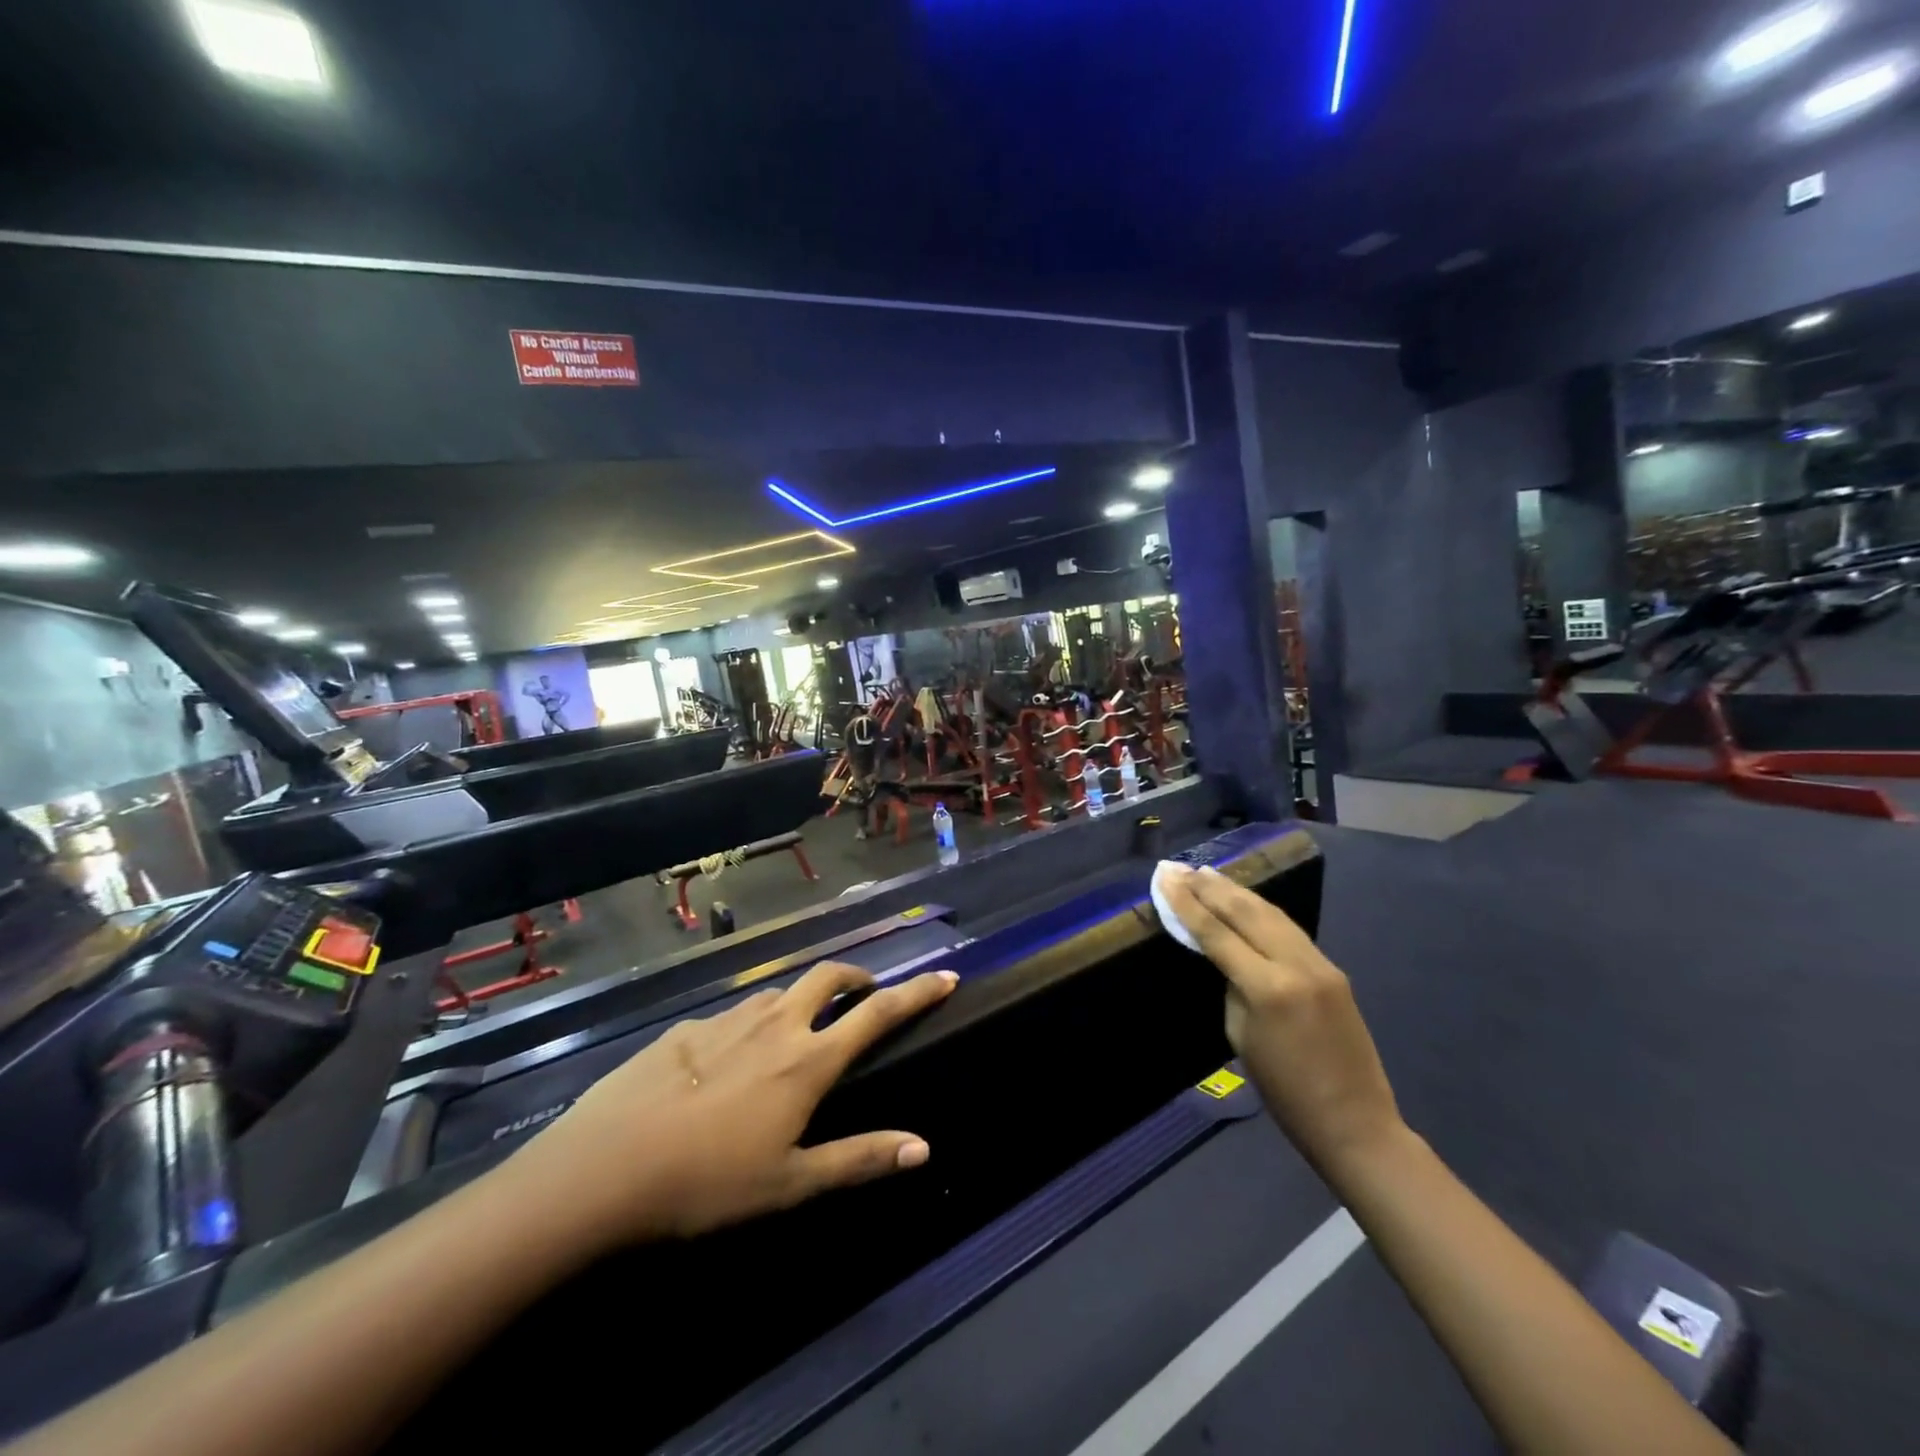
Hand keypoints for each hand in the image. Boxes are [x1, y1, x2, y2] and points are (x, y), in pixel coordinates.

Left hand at [505, 961, 957, 1249]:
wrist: (603, 1170)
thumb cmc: (708, 1184)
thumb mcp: (791, 1184)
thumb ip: (859, 1159)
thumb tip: (922, 1146)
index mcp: (808, 1061)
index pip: (877, 1014)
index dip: (916, 993)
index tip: (945, 976)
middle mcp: (775, 1024)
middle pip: (828, 977)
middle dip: (856, 977)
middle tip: (865, 994)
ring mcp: (726, 1021)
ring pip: (779, 991)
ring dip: (801, 1000)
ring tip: (799, 1029)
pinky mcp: (685, 1030)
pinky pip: (732, 1015)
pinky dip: (750, 1024)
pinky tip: (727, 1060)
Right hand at [1159, 863, 1404, 1174]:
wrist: (1355, 1123)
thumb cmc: (1285, 1093)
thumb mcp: (1241, 1037)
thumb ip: (1233, 987)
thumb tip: (1228, 956)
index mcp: (1268, 988)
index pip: (1217, 933)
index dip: (1187, 904)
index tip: (1165, 879)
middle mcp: (1296, 965)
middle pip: (1246, 912)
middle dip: (1209, 887)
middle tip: (1180, 868)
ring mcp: (1320, 964)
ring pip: (1271, 913)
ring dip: (1236, 891)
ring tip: (1207, 873)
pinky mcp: (1333, 969)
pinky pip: (1290, 930)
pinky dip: (1261, 910)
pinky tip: (1245, 900)